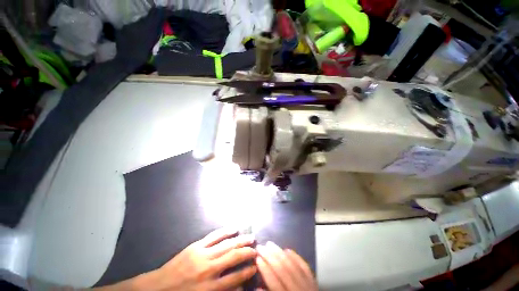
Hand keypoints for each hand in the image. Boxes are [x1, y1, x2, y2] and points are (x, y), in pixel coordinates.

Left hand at [145, 228, 256, 290]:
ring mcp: (202, 254)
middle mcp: (209, 269)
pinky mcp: (196, 246)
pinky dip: (225, 231)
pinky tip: (234, 229)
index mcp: (210, 288)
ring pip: (226, 244)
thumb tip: (239, 286)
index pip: (236, 278)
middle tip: (257, 248)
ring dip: (240, 240)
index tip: (256, 265)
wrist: (157, 289)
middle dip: (247, 252)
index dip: (248, 271)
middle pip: (233, 257)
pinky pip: (214, 236)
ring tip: (251, 237)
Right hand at [256, 241, 317, 290]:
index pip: (274, 282)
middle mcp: (297, 289)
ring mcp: (307, 284)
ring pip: (292, 264)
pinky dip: (295, 256)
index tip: (257, 258)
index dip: (264, 268)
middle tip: (260, 247)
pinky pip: (303, 265)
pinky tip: (287, 249)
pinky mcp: (313, 280)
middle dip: (269, 256)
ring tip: (270, 244)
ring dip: (279, 252)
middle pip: (282, 269)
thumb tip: (257, 288)